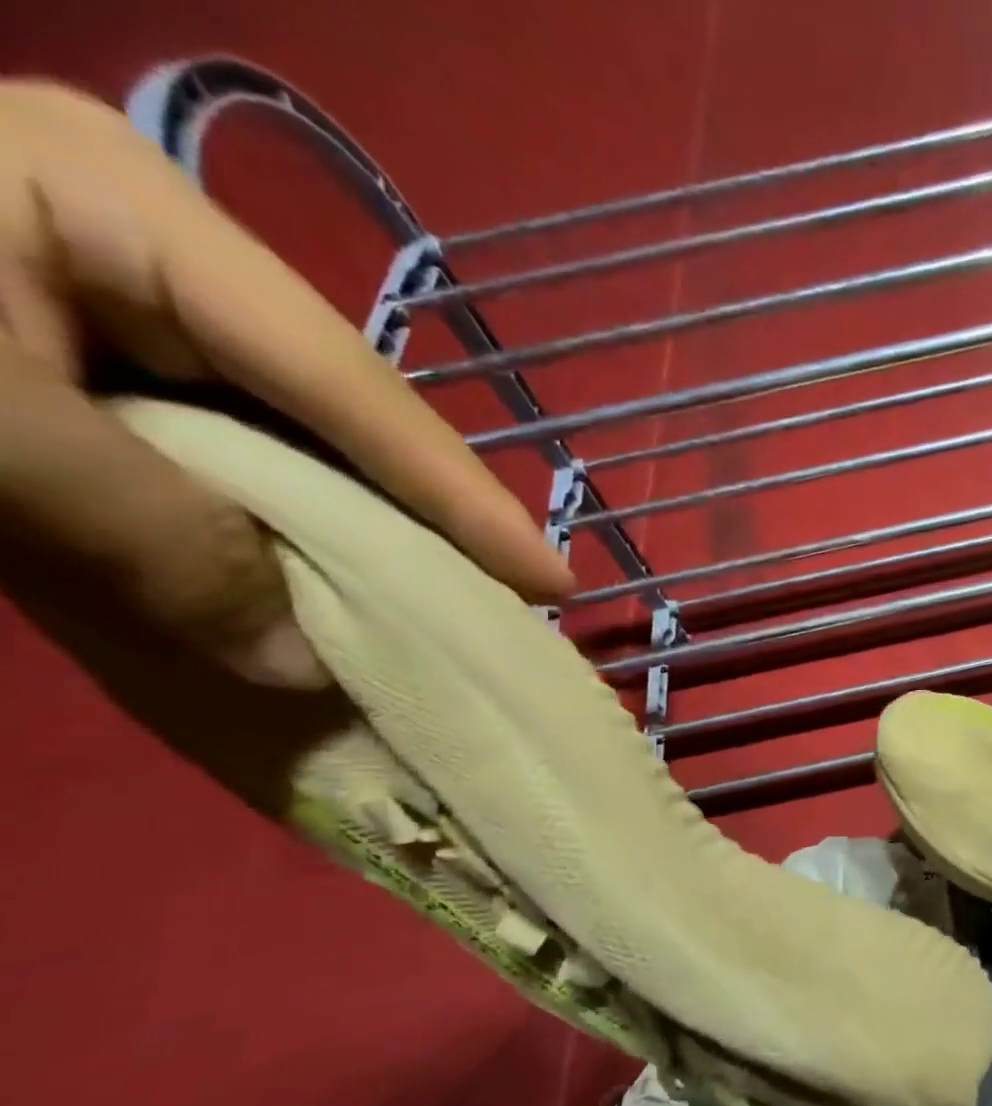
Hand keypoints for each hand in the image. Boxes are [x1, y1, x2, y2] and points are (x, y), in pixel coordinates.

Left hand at [0, 81, 572, 687]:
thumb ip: (142, 537)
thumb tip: (297, 662)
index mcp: (132, 216)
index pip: (346, 383)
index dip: (459, 493)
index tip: (553, 580)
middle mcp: (160, 263)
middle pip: (345, 413)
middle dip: (432, 513)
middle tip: (517, 591)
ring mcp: (132, 317)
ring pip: (300, 446)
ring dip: (369, 534)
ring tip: (459, 597)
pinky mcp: (97, 375)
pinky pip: (234, 468)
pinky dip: (287, 538)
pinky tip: (343, 581)